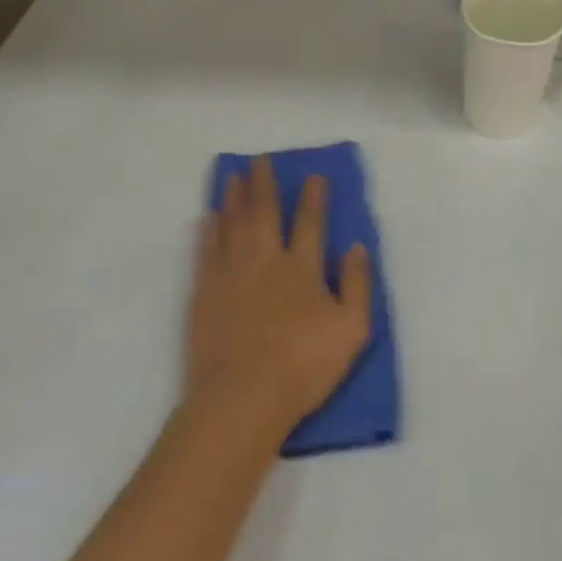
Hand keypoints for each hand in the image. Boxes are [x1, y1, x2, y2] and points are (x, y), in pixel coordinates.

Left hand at [186, 158, 372, 438]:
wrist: (241, 400)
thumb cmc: (303, 366)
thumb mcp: (351, 329)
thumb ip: (357, 284)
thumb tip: (357, 247)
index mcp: (302, 267)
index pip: (310, 222)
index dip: (314, 197)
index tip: (313, 175)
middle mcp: (264, 260)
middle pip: (263, 212)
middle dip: (263, 184)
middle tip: (259, 160)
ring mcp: (230, 275)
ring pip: (231, 225)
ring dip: (233, 198)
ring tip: (232, 177)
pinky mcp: (204, 294)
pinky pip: (204, 252)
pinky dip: (206, 232)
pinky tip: (206, 219)